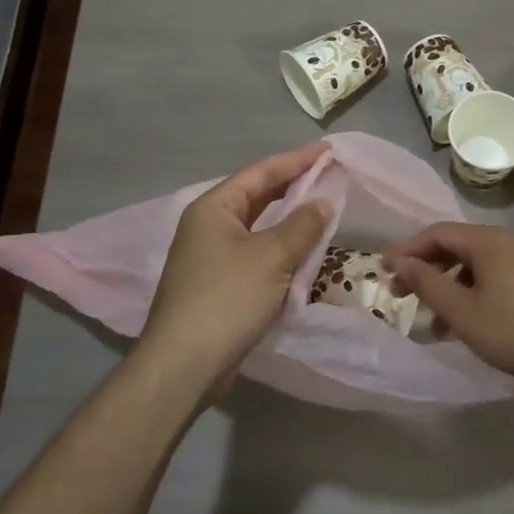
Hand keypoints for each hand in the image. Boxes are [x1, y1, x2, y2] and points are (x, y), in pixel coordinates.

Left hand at [139, 143, 332, 394]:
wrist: (184, 363)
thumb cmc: (227, 298)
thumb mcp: (272, 256)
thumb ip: (302, 225)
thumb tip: (323, 202)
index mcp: (214, 208)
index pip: (261, 172)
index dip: (296, 160)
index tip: (327, 150)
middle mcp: (207, 226)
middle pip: (257, 196)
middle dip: (293, 187)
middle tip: (328, 176)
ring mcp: (209, 256)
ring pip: (257, 228)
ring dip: (288, 221)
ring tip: (321, 210)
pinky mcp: (216, 285)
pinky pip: (254, 255)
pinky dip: (278, 250)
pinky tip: (301, 254)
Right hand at [387, 223, 513, 394]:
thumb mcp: (463, 311)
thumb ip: (427, 284)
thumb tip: (398, 262)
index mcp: (487, 241)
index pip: (436, 233)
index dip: (407, 250)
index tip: (383, 270)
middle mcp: (505, 241)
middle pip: (455, 246)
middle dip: (425, 269)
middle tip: (400, 294)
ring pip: (473, 265)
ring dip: (447, 286)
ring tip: (432, 320)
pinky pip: (491, 276)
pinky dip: (470, 293)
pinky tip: (464, 324)